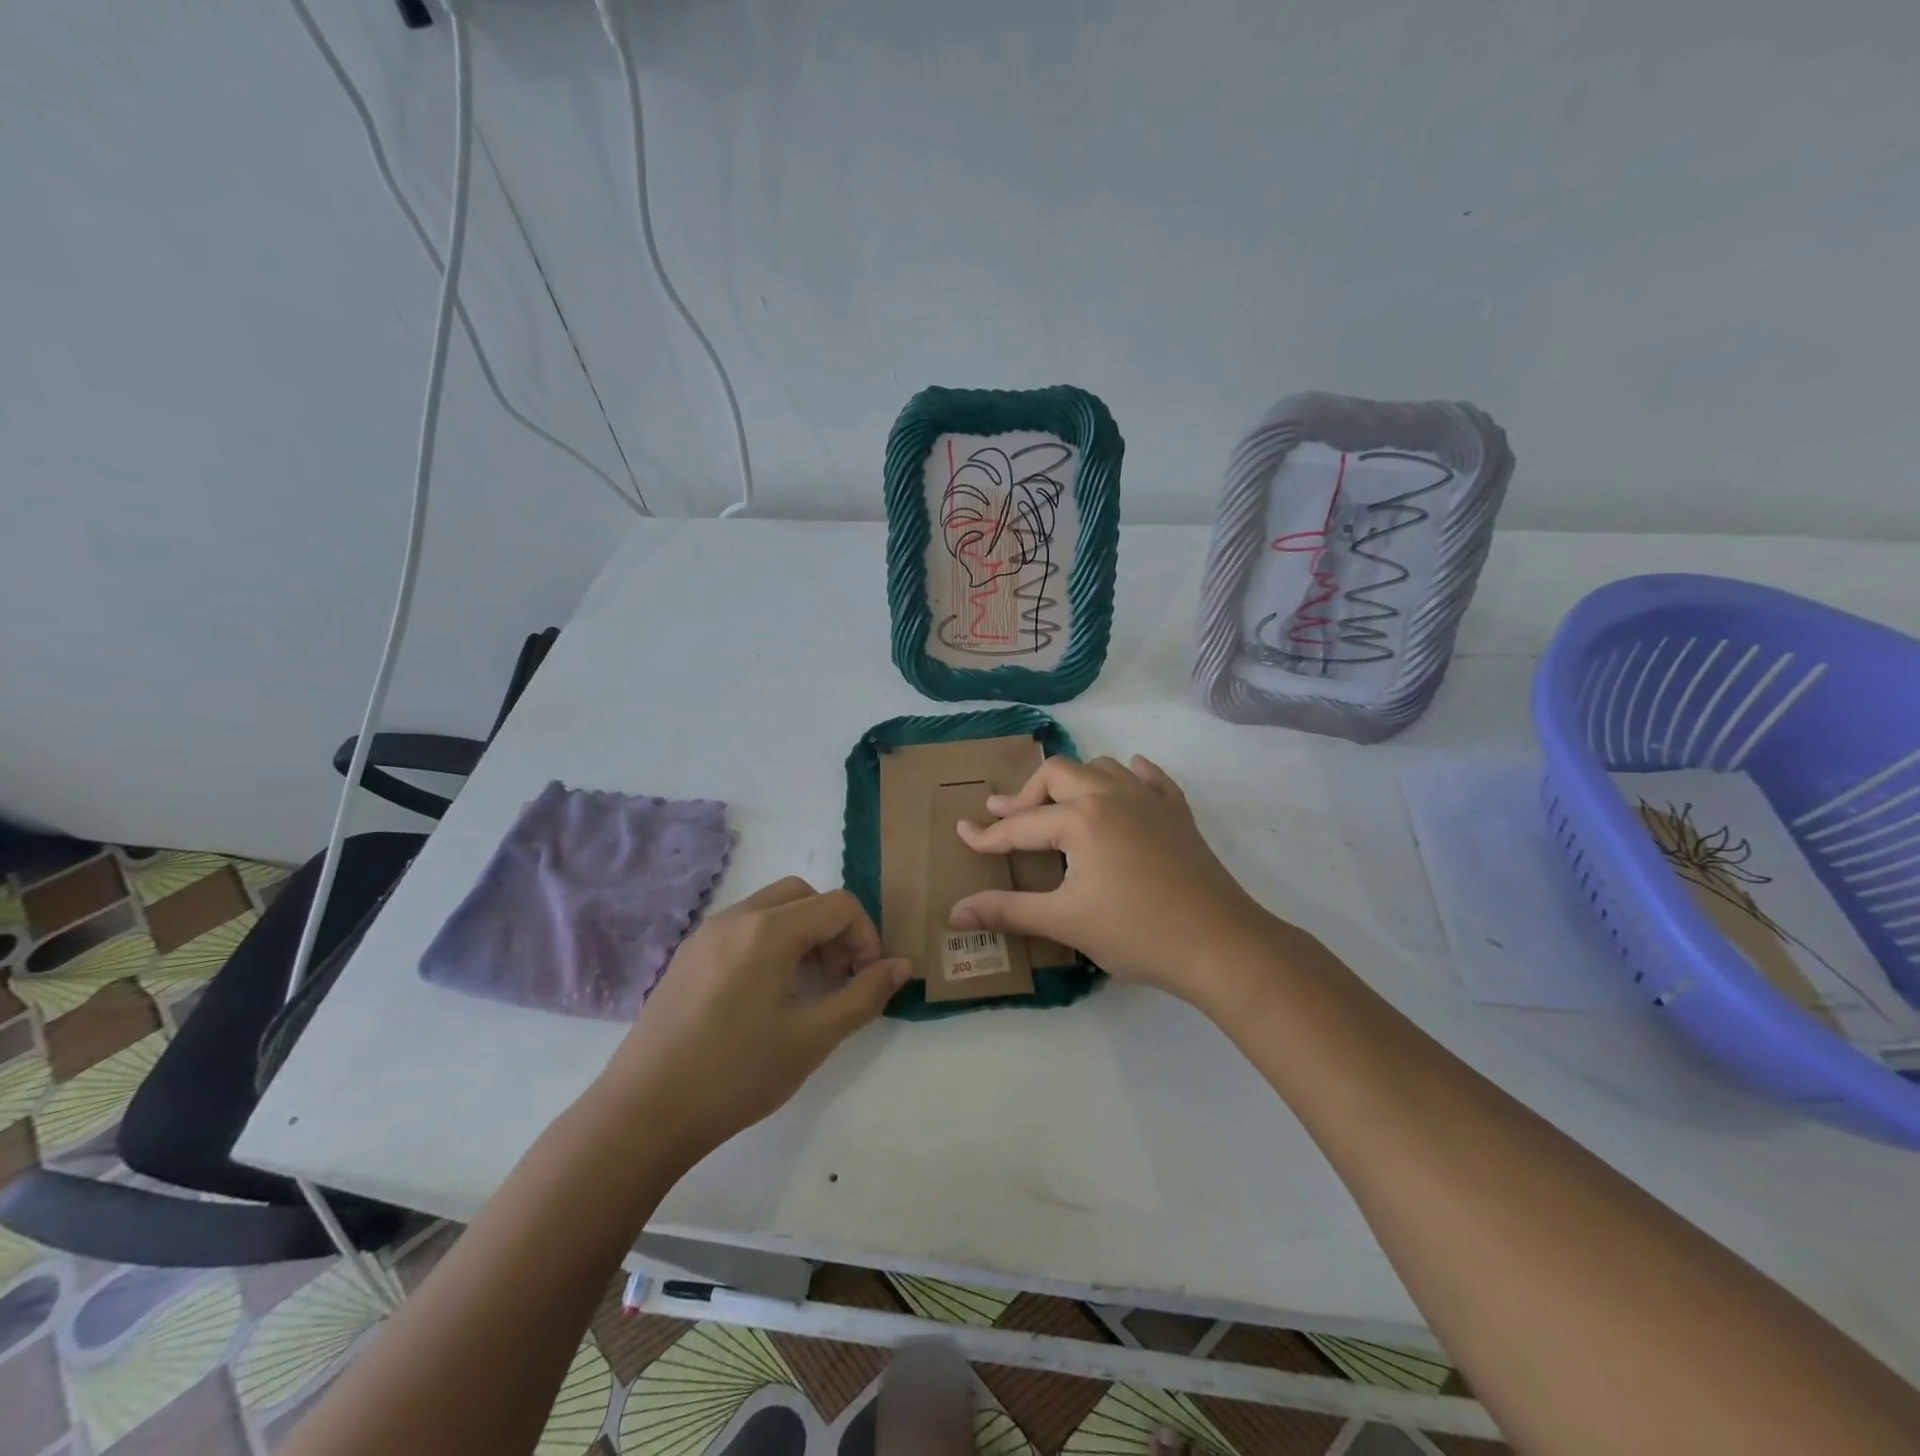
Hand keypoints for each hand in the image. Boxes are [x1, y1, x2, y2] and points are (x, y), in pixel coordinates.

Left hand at [599, 877, 909, 1162]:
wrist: (641, 1115)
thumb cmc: (735, 1075)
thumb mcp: (812, 1038)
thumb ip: (864, 996)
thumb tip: (902, 966)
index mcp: (768, 930)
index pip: (838, 905)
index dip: (866, 936)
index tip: (866, 980)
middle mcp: (736, 917)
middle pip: (804, 895)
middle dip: (834, 928)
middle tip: (839, 977)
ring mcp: (706, 934)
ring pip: (771, 907)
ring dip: (803, 933)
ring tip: (807, 987)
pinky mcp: (687, 956)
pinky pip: (743, 927)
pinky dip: (771, 942)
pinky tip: (766, 995)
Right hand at [949, 755, 1277, 1008]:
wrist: (1220, 944)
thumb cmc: (1137, 932)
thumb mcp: (1065, 921)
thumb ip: (1008, 911)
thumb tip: (954, 913)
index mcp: (1081, 819)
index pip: (1022, 825)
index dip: (988, 834)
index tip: (963, 833)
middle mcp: (1111, 795)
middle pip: (1058, 774)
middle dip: (1028, 793)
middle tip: (1008, 816)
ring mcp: (1149, 800)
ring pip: (1102, 768)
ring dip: (1075, 780)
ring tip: (1061, 806)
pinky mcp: (1177, 813)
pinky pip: (1150, 778)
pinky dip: (1131, 776)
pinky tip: (1128, 782)